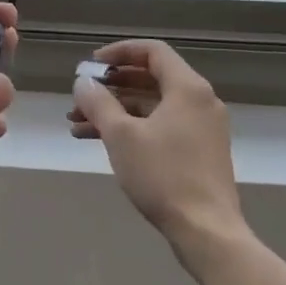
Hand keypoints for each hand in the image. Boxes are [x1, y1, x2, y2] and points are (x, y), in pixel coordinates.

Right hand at [69, 39, 242, 249]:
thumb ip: (98, 102)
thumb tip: (82, 82)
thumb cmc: (163, 175)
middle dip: (111, 86)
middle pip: (150, 78)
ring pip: (151, 106)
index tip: (92, 65)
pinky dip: (132, 128)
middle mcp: (199, 101)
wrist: (207, 233)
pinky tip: (99, 141)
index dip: (119, 52)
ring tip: (77, 124)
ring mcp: (201, 128)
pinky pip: (160, 126)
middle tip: (82, 95)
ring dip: (115, 110)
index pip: (152, 51)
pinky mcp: (199, 152)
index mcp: (187, 88)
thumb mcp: (120, 135)